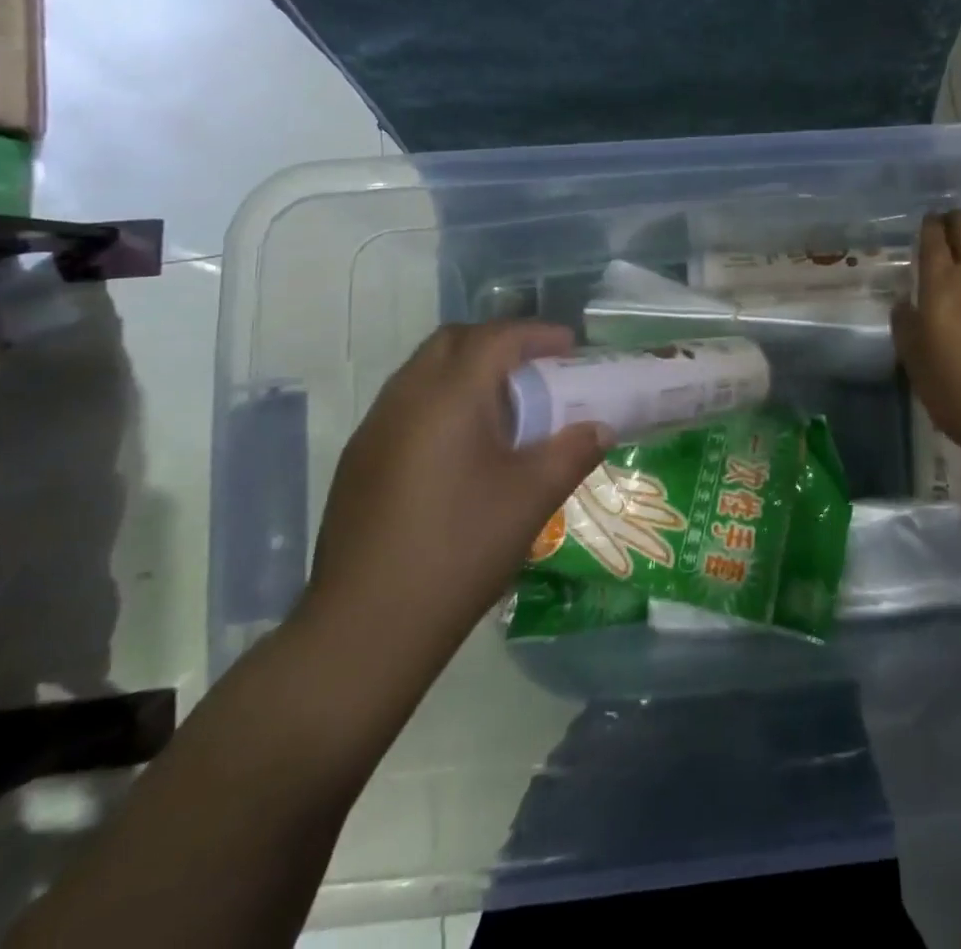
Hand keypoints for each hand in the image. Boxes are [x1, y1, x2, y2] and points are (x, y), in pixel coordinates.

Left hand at [299, 322, 612, 680]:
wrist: (366, 627)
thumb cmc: (460, 550)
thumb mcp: (532, 497)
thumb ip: (573, 451)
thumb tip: (601, 428)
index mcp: (448, 398)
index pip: (495, 338)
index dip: (537, 333)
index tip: (570, 348)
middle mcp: (405, 399)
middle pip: (452, 341)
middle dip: (498, 343)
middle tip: (537, 369)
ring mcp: (374, 430)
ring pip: (424, 371)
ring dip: (467, 371)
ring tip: (505, 407)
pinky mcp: (359, 461)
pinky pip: (406, 405)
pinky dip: (442, 401)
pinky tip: (463, 448)